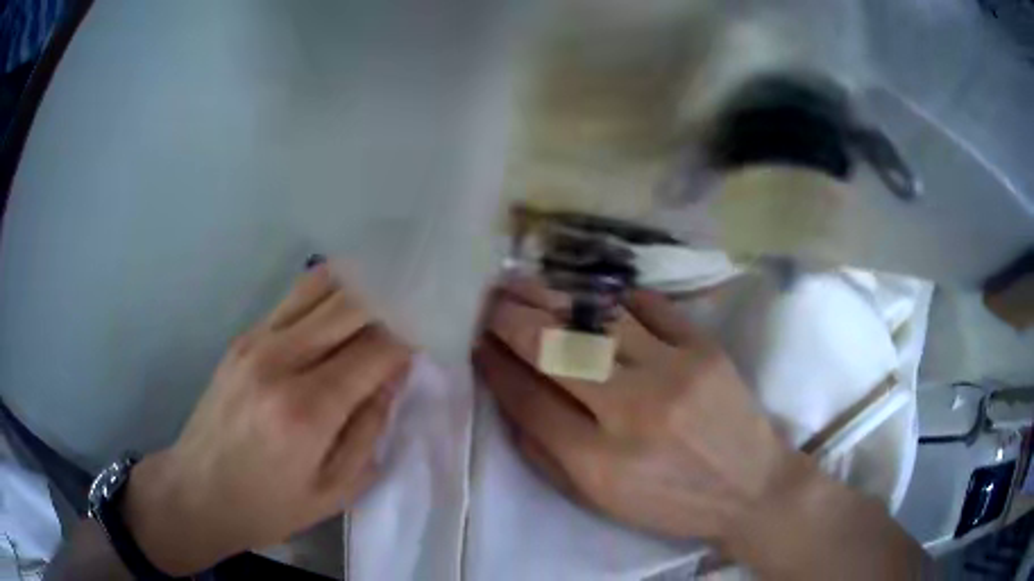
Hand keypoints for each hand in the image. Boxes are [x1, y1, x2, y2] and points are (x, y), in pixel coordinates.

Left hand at [123, 265, 411, 574]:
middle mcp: (281, 361)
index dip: (411, 333)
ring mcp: (256, 341)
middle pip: (351, 304)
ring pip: (320, 286)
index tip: (434, 328)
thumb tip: (393, 374)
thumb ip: (369, 428)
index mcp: (308, 410)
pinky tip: (345, 298)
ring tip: (388, 287)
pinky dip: (327, 291)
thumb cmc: (269, 505)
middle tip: (418, 300)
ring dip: (359, 283)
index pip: (376, 349)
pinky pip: (294, 298)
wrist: (198, 491)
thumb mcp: (335, 490)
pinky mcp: (243, 337)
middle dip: (392, 299)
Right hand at [473, 276, 804, 544]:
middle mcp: (632, 411)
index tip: (476, 342)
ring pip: (595, 320)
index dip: (494, 365)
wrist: (751, 488)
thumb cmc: (671, 503)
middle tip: (488, 298)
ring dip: (551, 297)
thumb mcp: (599, 500)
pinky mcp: (704, 348)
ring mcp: (674, 371)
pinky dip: (612, 297)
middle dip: (511, 318)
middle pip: (554, 349)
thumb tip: (508, 396)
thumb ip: (545, 454)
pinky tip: (589, 293)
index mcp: (599, 463)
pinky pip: (648, 307)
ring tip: (522, 284)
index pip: (528, 400)